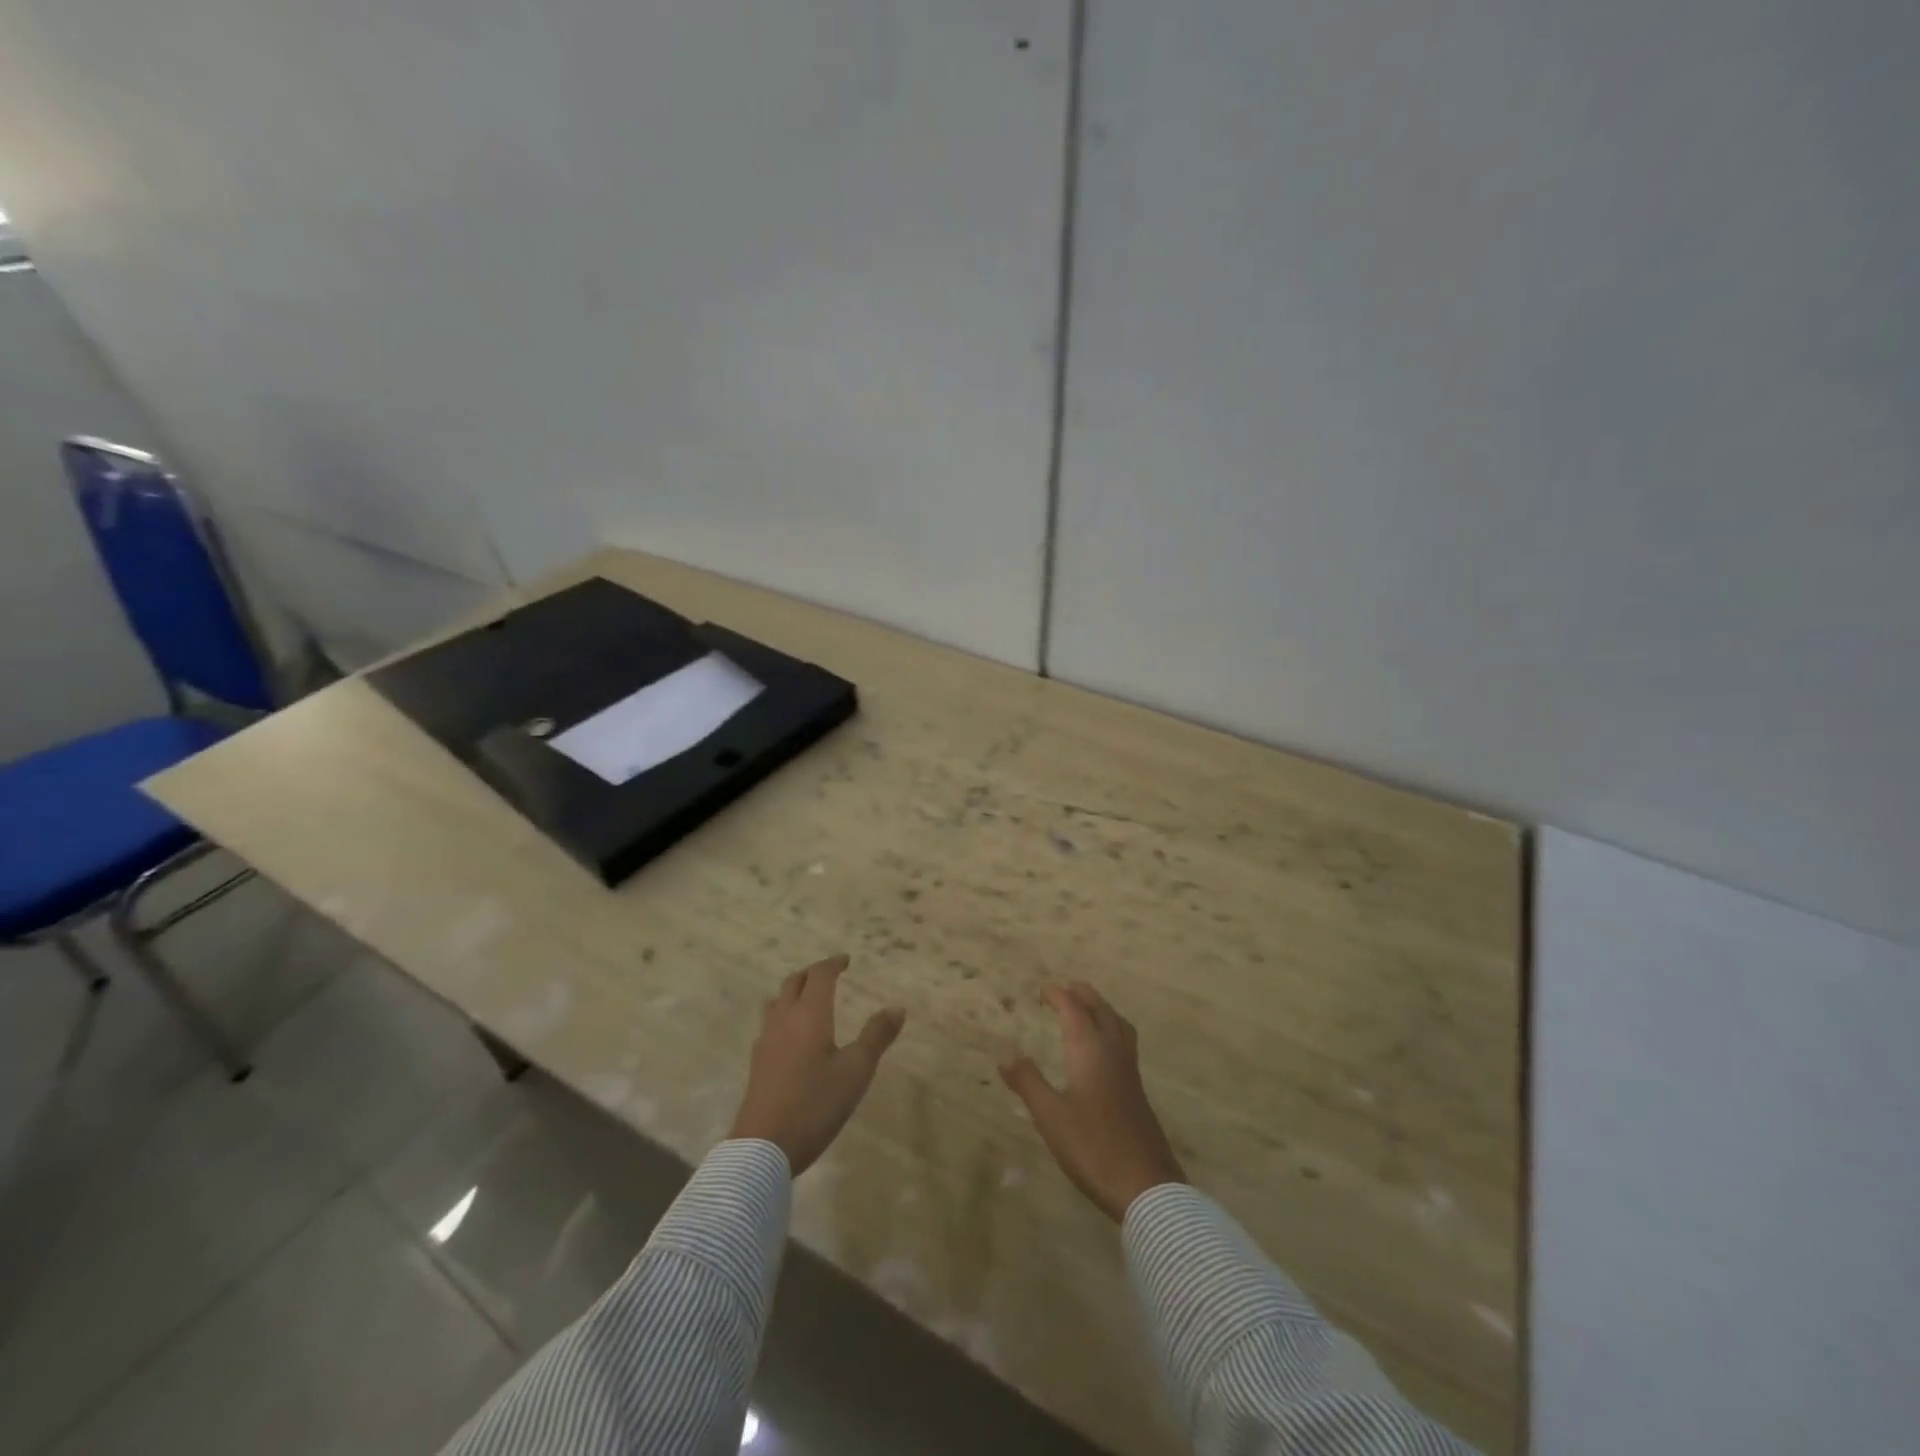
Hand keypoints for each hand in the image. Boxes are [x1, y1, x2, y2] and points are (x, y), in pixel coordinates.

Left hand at [729, 955, 905, 1174]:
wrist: (763, 1147)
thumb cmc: (815, 1104)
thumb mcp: (856, 1071)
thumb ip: (877, 1036)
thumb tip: (897, 1007)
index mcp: (810, 1015)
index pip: (819, 976)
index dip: (833, 964)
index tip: (846, 960)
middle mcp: (784, 1020)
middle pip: (794, 983)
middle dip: (812, 973)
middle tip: (830, 974)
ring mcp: (766, 1042)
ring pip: (777, 1001)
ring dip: (794, 992)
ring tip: (809, 999)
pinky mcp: (758, 1063)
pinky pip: (770, 1024)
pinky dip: (784, 1014)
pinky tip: (792, 1035)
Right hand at [1000, 982, 1186, 1221]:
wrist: (1146, 1186)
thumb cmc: (1092, 1147)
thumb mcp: (1051, 1116)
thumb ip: (1028, 1083)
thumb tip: (1006, 1055)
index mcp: (1091, 1051)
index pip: (1075, 1011)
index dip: (1059, 996)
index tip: (1044, 989)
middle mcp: (1113, 1053)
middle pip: (1101, 1011)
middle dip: (1084, 996)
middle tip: (1067, 989)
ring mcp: (1130, 1072)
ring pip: (1118, 1025)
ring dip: (1102, 1010)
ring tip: (1088, 1009)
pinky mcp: (1137, 1091)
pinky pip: (1125, 1042)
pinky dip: (1112, 1029)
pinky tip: (1104, 1050)